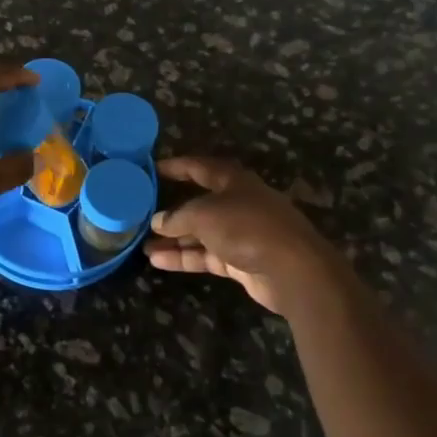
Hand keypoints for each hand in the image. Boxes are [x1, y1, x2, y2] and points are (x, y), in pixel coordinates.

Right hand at [145, 158, 353, 317]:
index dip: (176, 167)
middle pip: (199, 203)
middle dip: (172, 212)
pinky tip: (158, 262)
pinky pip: (206, 255)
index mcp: (233, 181)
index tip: (152, 169)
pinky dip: (185, 258)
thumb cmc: (247, 227)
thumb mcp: (204, 215)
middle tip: (143, 215)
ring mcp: (240, 234)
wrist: (293, 270)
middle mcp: (237, 204)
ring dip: (174, 239)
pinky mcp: (241, 261)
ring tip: (143, 246)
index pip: (200, 168)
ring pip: (201, 233)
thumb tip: (157, 221)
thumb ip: (178, 217)